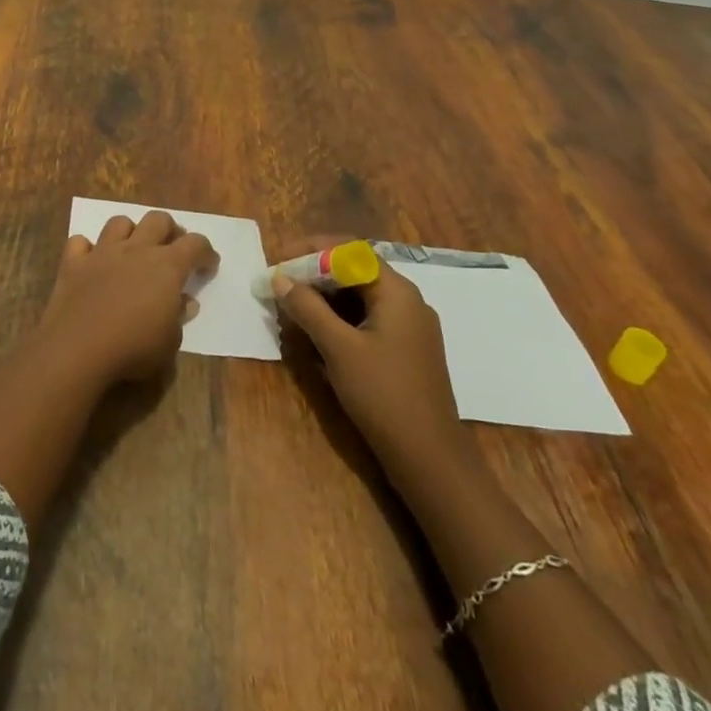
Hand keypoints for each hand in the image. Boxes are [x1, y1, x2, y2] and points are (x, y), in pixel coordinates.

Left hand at [40, 211, 218, 383]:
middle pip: (158, 219)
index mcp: (166, 266)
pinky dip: (86, 249)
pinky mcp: (73, 263)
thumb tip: (185, 301)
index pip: (195, 244)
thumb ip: (179, 317)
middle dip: (170, 230)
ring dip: (130, 232)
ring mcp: (102, 253)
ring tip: (132, 249)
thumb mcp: (170, 342)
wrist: (79, 348)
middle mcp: (136, 250)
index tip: (209, 265)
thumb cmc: (134, 349)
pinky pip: (79, 243)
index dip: (206, 252)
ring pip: (119, 222)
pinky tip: (90, 262)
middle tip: (172, 248)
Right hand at [273, 234, 470, 484]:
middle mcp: (407, 302)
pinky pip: (367, 320)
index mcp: (397, 292)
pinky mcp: (404, 351)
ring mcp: (408, 328)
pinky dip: (339, 320)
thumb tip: (280, 278)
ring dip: (324, 299)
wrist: (430, 460)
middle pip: (355, 271)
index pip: (350, 250)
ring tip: (290, 309)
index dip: (311, 250)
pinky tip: (315, 334)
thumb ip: (307, 308)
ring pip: (359, 298)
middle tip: (279, 286)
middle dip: (314, 275)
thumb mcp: (338, 348)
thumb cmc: (383, 395)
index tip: (279, 261)